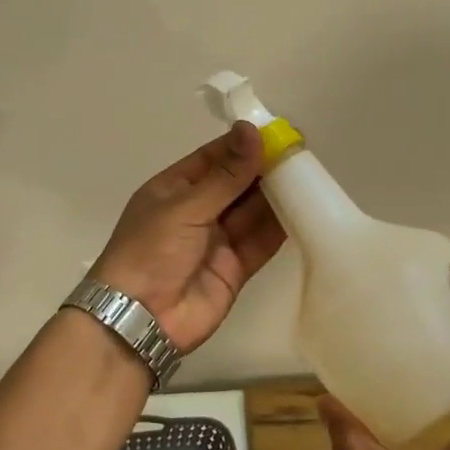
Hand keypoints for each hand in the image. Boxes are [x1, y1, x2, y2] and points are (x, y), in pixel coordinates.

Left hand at [88, 121, 286, 354]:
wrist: (140, 320)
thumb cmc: (151, 251)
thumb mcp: (185, 207)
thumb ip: (226, 175)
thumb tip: (251, 129)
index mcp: (175, 189)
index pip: (214, 158)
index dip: (243, 145)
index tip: (277, 132)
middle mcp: (198, 211)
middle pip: (237, 184)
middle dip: (265, 169)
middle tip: (300, 152)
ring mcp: (217, 240)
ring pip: (252, 211)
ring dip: (277, 196)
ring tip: (309, 176)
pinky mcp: (235, 268)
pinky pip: (260, 242)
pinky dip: (280, 228)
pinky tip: (304, 210)